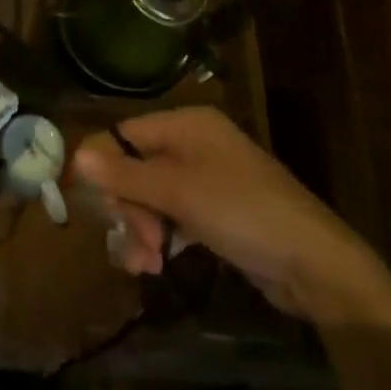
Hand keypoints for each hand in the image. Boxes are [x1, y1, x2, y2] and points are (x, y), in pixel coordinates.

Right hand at [73, 107, 390, 324]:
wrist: (314, 264)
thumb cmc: (243, 212)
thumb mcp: (179, 193)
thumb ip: (126, 175)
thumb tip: (76, 156)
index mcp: (187, 125)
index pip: (125, 135)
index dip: (102, 166)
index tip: (88, 203)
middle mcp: (193, 144)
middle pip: (135, 168)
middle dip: (128, 208)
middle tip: (135, 241)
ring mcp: (205, 179)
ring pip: (151, 197)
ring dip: (140, 229)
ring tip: (144, 264)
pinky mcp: (214, 212)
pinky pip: (171, 217)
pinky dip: (159, 237)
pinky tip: (154, 264)